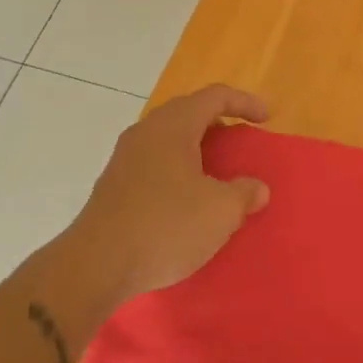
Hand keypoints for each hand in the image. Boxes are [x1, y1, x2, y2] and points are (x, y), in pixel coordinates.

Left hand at [73, 84, 271, 300]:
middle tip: (240, 141)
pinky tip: (187, 197)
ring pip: (168, 138)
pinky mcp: (114, 185)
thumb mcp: (220, 211)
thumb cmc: (166, 226)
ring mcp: (125, 158)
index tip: (266, 118)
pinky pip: (154, 162)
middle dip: (218, 122)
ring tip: (217, 170)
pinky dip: (177, 168)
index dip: (244, 102)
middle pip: (187, 112)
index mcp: (173, 126)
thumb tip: (256, 188)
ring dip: (196, 147)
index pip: (214, 96)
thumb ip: (244, 193)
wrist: (96, 265)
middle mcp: (146, 132)